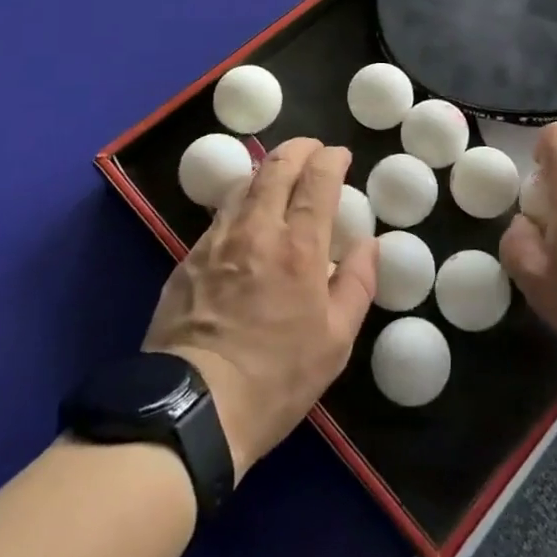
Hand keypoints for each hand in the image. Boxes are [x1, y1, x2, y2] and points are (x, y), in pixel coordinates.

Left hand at [144, 138, 376, 480]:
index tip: (340, 156)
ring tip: (280, 177)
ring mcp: (217, 240)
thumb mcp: (335, 341)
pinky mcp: (188, 258)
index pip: (318, 179)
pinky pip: (220, 213)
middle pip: (277, 166)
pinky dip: (241, 200)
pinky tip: (246, 217)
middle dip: (299, 149)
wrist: (193, 407)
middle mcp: (257, 229)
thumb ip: (358, 283)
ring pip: (244, 183)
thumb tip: (368, 242)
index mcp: (299, 247)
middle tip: (313, 150)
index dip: (331, 158)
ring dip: (268, 170)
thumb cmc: (276, 378)